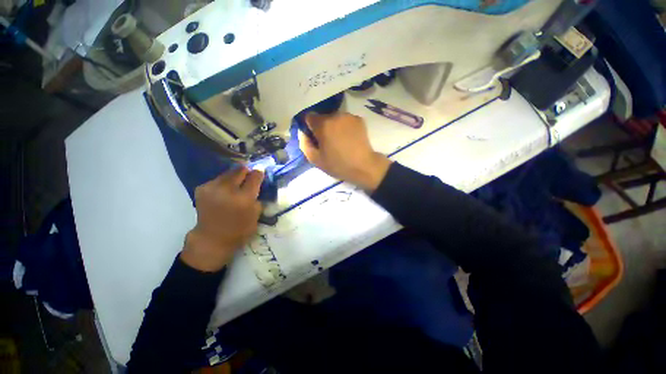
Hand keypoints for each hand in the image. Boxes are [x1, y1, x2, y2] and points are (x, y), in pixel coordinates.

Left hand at [180, 167, 262, 271]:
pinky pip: (217, 179)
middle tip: (249, 176)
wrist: (212, 238)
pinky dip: (223, 183)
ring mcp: (212, 188)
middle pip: (240, 170)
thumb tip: (257, 184)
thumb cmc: (239, 229)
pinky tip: (225, 191)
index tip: (261, 172)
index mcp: (244, 198)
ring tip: (236, 184)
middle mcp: (227, 189)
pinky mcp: (201, 188)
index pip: (255, 176)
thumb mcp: (256, 214)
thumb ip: (258, 197)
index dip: (259, 172)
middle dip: (246, 171)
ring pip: (228, 172)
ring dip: (234, 176)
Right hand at [299, 112, 391, 191]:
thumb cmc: (338, 165)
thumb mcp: (316, 160)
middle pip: (323, 118)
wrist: (364, 166)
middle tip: (328, 142)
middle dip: (322, 127)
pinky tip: (349, 138)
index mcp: (323, 125)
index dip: (310, 127)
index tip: (315, 138)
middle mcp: (335, 115)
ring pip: (335, 118)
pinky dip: (345, 127)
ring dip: (334, 126)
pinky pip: (346, 120)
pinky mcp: (359, 119)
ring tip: (341, 141)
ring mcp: (348, 116)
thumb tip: (303, 133)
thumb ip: (304, 144)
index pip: (309, 117)